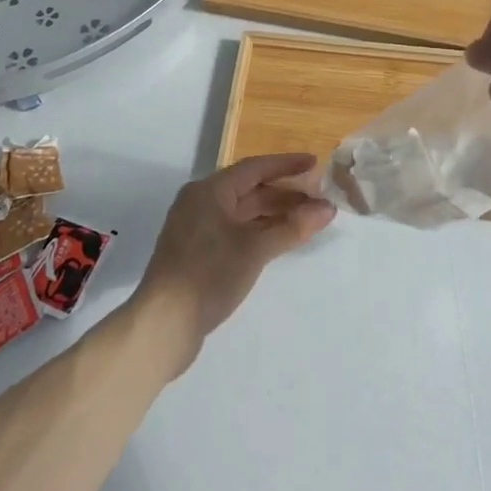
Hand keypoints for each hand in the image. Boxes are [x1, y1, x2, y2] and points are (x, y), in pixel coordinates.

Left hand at [134, 153, 334, 376]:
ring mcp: (198, 229)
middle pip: (250, 189)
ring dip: (275, 214)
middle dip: (285, 193)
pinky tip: (281, 240)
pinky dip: (260, 232)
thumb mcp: (255, 249)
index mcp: (209, 191)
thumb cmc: (208, 275)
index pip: (255, 168)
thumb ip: (292, 226)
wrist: (162, 326)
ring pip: (244, 213)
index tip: (315, 163)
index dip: (286, 165)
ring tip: (308, 219)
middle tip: (319, 197)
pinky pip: (236, 231)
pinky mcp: (198, 254)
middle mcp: (201, 203)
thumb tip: (328, 208)